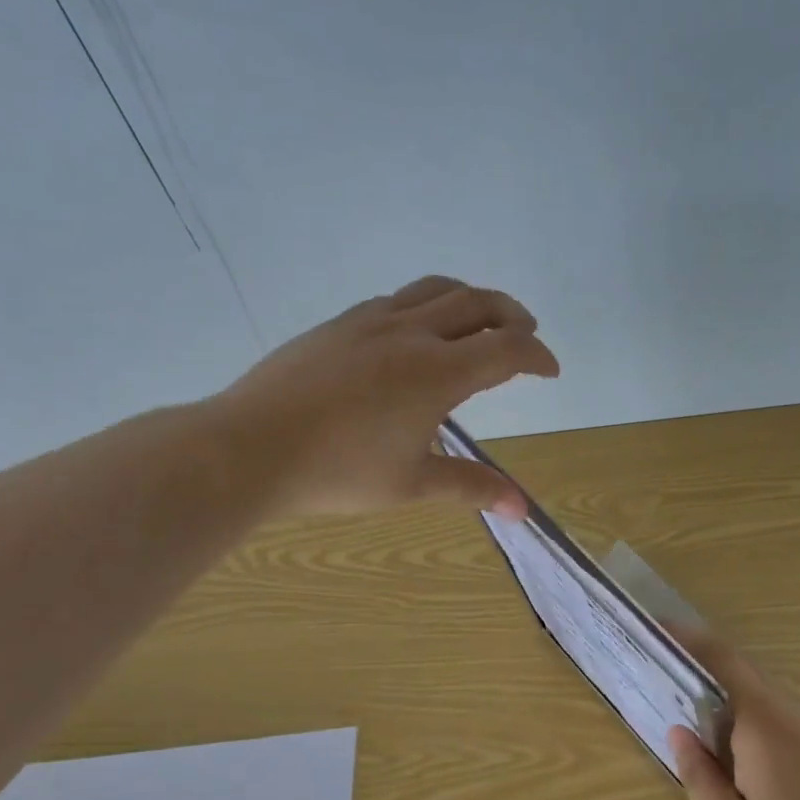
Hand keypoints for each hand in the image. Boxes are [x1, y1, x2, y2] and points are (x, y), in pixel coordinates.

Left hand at [215, 275, 558, 518]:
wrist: (249, 447)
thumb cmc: (337, 472)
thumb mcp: (412, 484)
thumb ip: (471, 487)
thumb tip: (521, 510)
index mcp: (438, 372)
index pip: (507, 350)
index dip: (537, 356)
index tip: (550, 371)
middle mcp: (412, 333)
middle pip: (478, 303)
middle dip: (512, 315)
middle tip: (526, 334)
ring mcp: (371, 321)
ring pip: (436, 290)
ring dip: (471, 300)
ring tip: (480, 320)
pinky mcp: (339, 323)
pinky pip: (398, 299)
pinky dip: (426, 306)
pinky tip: (416, 332)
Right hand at [670, 631, 799, 799]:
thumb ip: (699, 778)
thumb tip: (679, 733)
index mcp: (763, 721)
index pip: (722, 658)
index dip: (687, 638)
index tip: (657, 630)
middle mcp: (790, 711)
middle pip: (741, 671)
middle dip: (701, 667)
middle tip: (664, 680)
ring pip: (761, 694)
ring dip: (726, 696)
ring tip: (692, 719)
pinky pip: (778, 715)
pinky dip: (747, 717)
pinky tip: (735, 754)